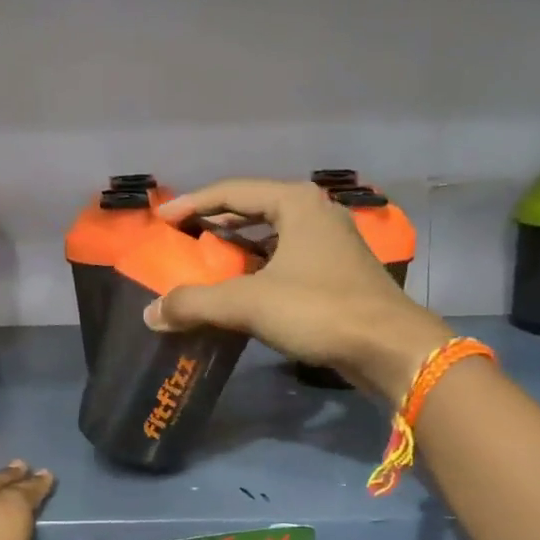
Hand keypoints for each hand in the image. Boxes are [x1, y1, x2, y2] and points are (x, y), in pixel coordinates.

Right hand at [147, 180, 451, 405]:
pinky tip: (240, 294)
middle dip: (215, 226)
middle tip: (181, 242)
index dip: (191, 205)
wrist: (388, 347)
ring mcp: (330, 245)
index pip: (231, 192)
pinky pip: (285, 263)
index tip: (162, 222)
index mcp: (295, 203)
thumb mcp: (249, 303)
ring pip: (271, 239)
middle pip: (252, 211)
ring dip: (237, 253)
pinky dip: (258, 273)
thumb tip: (151, 313)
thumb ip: (196, 304)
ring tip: (204, 269)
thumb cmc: (319, 309)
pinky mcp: (337, 275)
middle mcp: (314, 214)